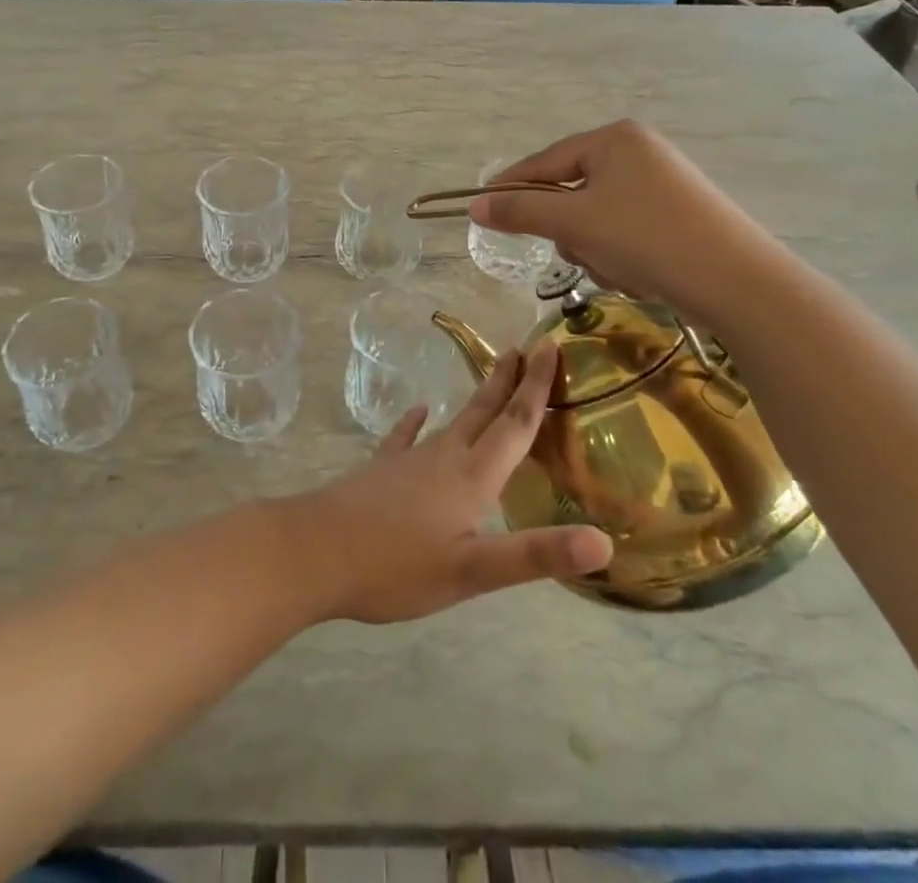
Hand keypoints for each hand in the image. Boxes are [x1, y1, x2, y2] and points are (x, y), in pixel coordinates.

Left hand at [284, 346, 612, 623]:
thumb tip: (603, 541)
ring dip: (477, 398)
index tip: (550, 347)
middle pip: (484, 411)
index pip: (514, 423)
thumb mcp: (472, 571)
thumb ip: (535, 555)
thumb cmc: (396, 566)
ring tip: (491, 376)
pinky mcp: (381, 470)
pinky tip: (417, 412)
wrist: (314, 551)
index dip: (536, 387)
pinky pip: (404, 437)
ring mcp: (408, 460)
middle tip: (527, 347)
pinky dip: (415, 422)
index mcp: (471, 477)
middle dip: (509, 380)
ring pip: (452, 421)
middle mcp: (444, 457)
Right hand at [469, 120, 775, 328]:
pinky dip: (621, 253)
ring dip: (594, 246)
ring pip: (596, 216)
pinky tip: (640, 273)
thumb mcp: (574, 223)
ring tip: (618, 267)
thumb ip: (520, 211)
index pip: (545, 161)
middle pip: (571, 190)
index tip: (481, 208)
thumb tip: (475, 205)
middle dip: (569, 228)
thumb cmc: (645, 238)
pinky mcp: (679, 214)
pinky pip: (625, 229)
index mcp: (613, 139)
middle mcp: (639, 151)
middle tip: (580, 250)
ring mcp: (662, 183)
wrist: (737, 282)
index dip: (510, 186)